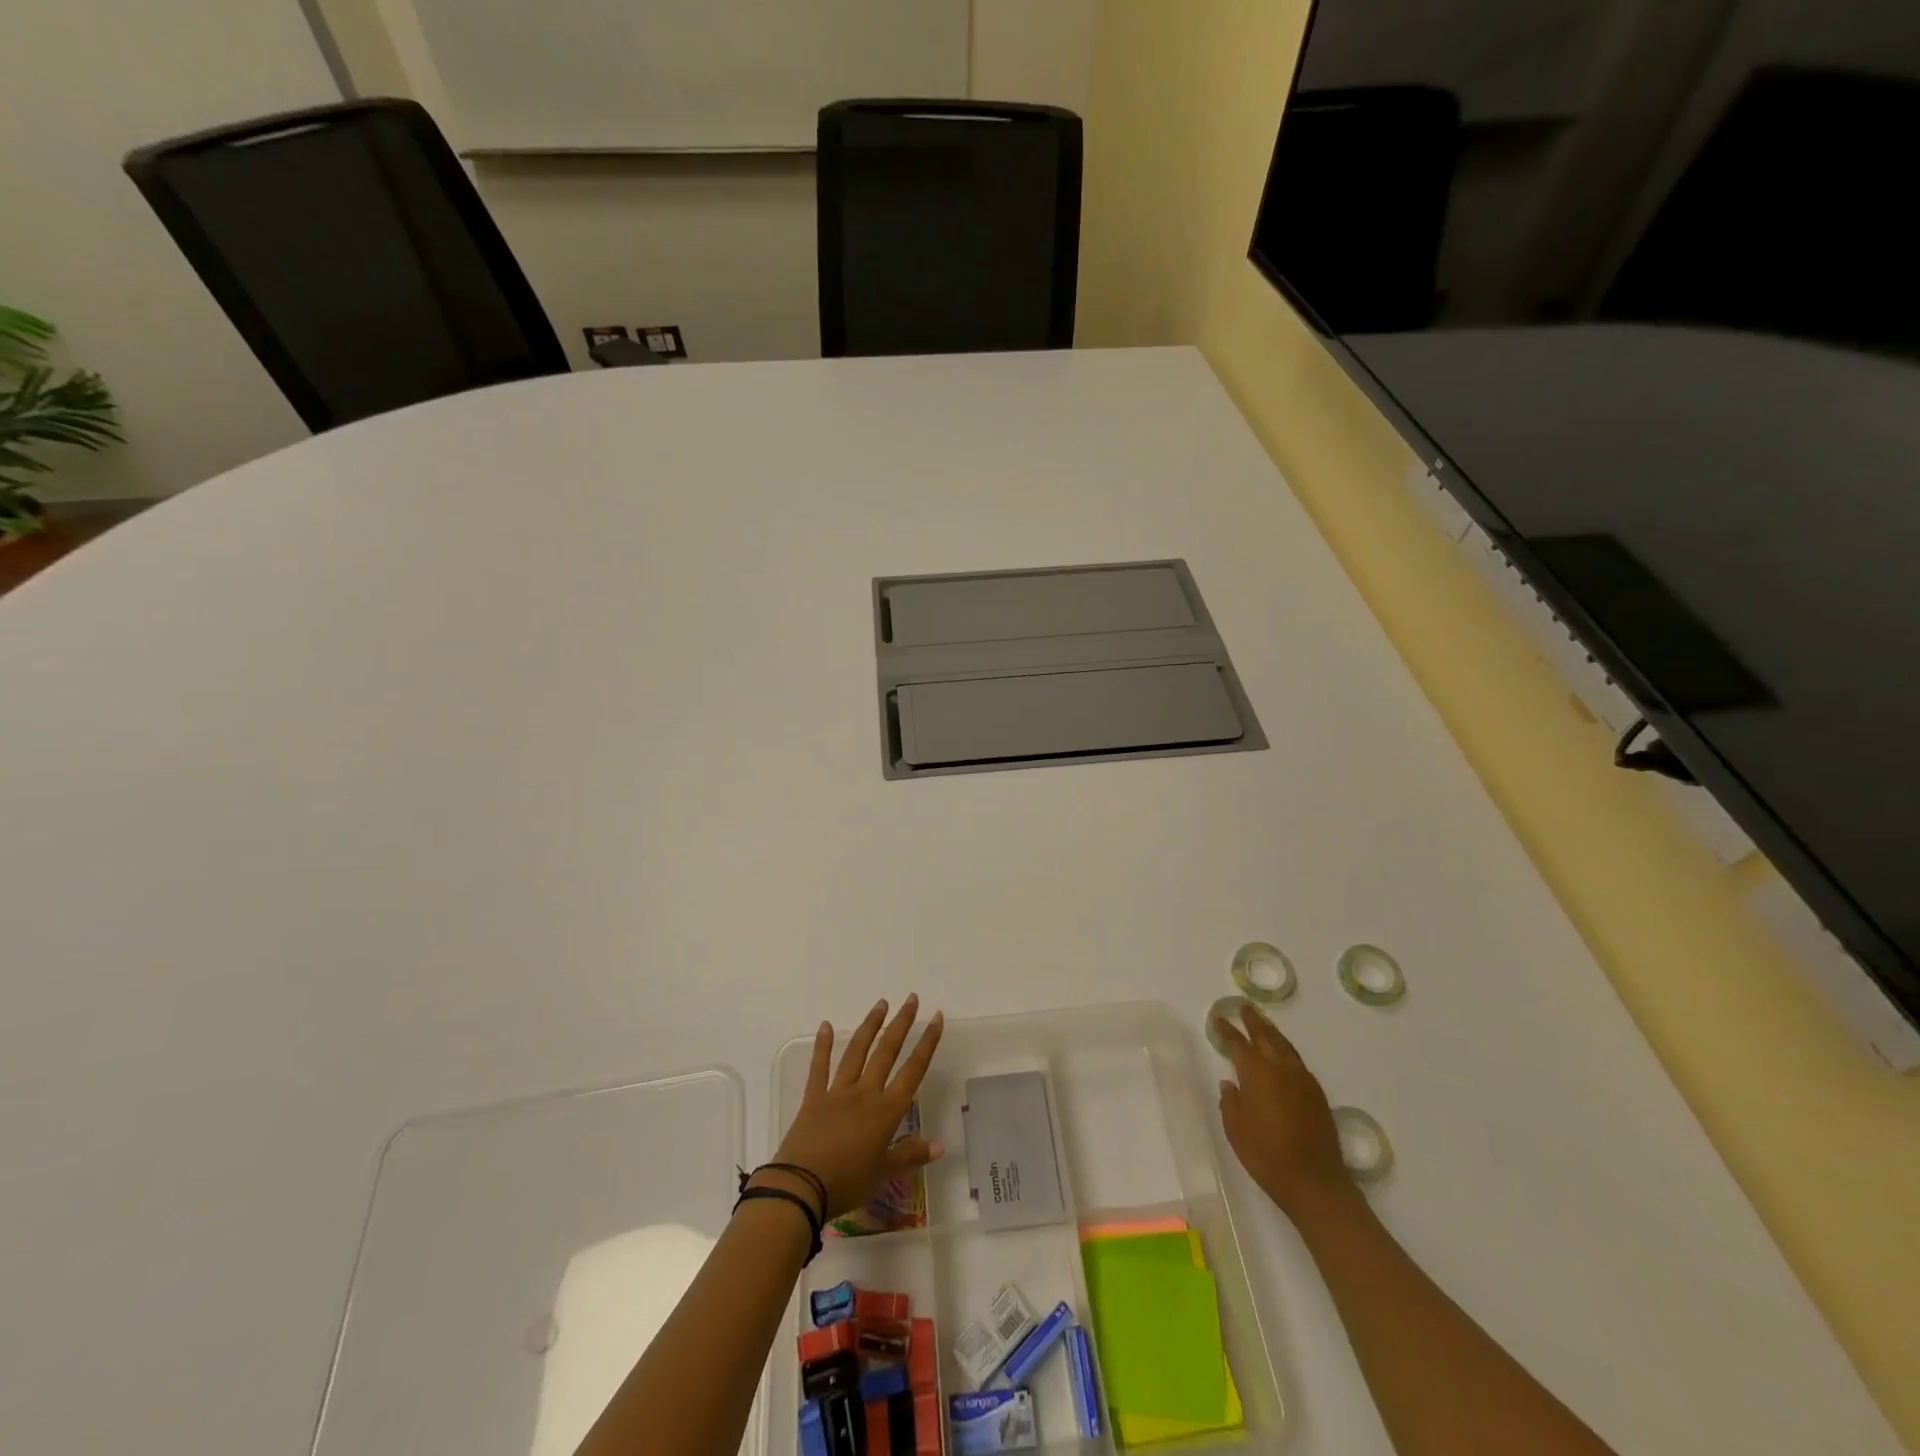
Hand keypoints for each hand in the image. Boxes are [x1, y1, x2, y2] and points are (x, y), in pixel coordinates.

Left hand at [769, 995, 944, 1219]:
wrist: (801, 1187)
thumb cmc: (848, 1183)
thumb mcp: (884, 1174)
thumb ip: (911, 1155)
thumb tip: (941, 1145)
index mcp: (886, 1111)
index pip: (913, 1070)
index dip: (927, 1043)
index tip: (936, 1018)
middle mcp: (865, 1093)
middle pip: (887, 1051)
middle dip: (901, 1023)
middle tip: (911, 999)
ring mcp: (838, 1092)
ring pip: (857, 1052)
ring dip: (870, 1026)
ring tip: (881, 1004)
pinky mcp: (813, 1097)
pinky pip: (819, 1067)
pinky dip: (823, 1046)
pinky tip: (826, 1025)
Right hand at [1214, 1003, 1351, 1219]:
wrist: (1315, 1182)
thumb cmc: (1267, 1156)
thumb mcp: (1236, 1130)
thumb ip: (1231, 1102)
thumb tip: (1230, 1083)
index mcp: (1257, 1074)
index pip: (1238, 1043)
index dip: (1227, 1030)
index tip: (1218, 1018)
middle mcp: (1281, 1069)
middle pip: (1265, 1036)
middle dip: (1253, 1021)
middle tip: (1244, 1007)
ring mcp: (1303, 1080)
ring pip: (1285, 1046)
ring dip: (1272, 1032)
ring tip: (1263, 1022)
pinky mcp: (1317, 1094)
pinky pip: (1298, 1062)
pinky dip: (1287, 1051)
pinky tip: (1283, 1055)